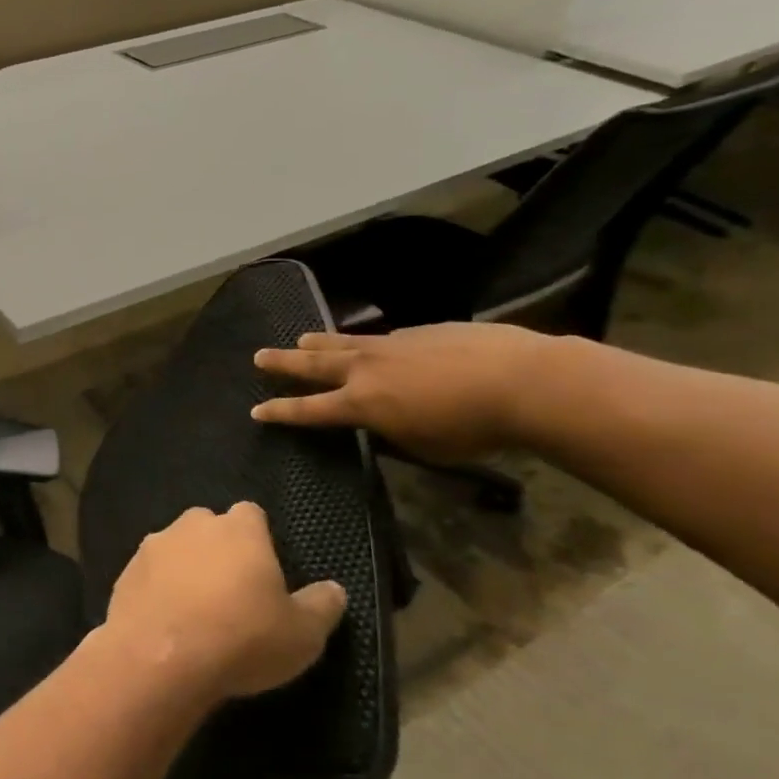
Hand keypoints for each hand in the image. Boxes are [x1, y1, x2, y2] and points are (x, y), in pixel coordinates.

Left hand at [104, 503, 345, 700]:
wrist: (159, 659)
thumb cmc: (241, 639)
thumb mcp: (302, 634)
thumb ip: (322, 606)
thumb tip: (334, 590)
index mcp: (238, 529)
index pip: (252, 514)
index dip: (259, 539)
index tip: (264, 572)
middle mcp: (191, 525)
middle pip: (209, 527)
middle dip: (218, 550)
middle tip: (231, 593)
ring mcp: (152, 546)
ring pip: (175, 549)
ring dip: (184, 570)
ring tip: (195, 612)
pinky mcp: (124, 572)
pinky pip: (149, 576)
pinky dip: (158, 591)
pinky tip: (166, 624)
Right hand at [251, 322, 564, 462]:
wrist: (521, 381)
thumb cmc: (471, 428)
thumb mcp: (424, 446)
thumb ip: (393, 433)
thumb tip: (382, 422)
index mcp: (361, 404)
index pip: (308, 409)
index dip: (281, 412)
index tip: (257, 411)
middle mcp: (365, 369)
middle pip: (312, 364)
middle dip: (283, 362)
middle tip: (258, 356)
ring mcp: (391, 344)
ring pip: (342, 341)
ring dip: (317, 342)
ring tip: (300, 339)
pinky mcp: (419, 331)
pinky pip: (380, 337)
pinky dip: (365, 342)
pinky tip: (373, 345)